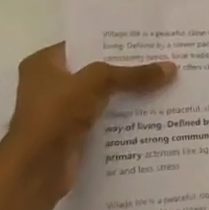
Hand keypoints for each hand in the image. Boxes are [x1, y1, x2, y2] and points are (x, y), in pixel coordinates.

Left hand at [0, 43, 176, 204]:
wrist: (36, 169)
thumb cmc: (56, 114)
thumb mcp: (97, 82)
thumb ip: (133, 75)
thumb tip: (171, 68)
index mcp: (44, 63)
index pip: (84, 44)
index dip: (113, 42)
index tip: (146, 40)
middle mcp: (49, 85)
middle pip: (95, 71)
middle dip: (126, 69)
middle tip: (162, 60)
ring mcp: (61, 112)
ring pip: (102, 97)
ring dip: (127, 95)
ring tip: (164, 85)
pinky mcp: (73, 135)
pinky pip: (104, 119)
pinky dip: (123, 118)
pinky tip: (152, 113)